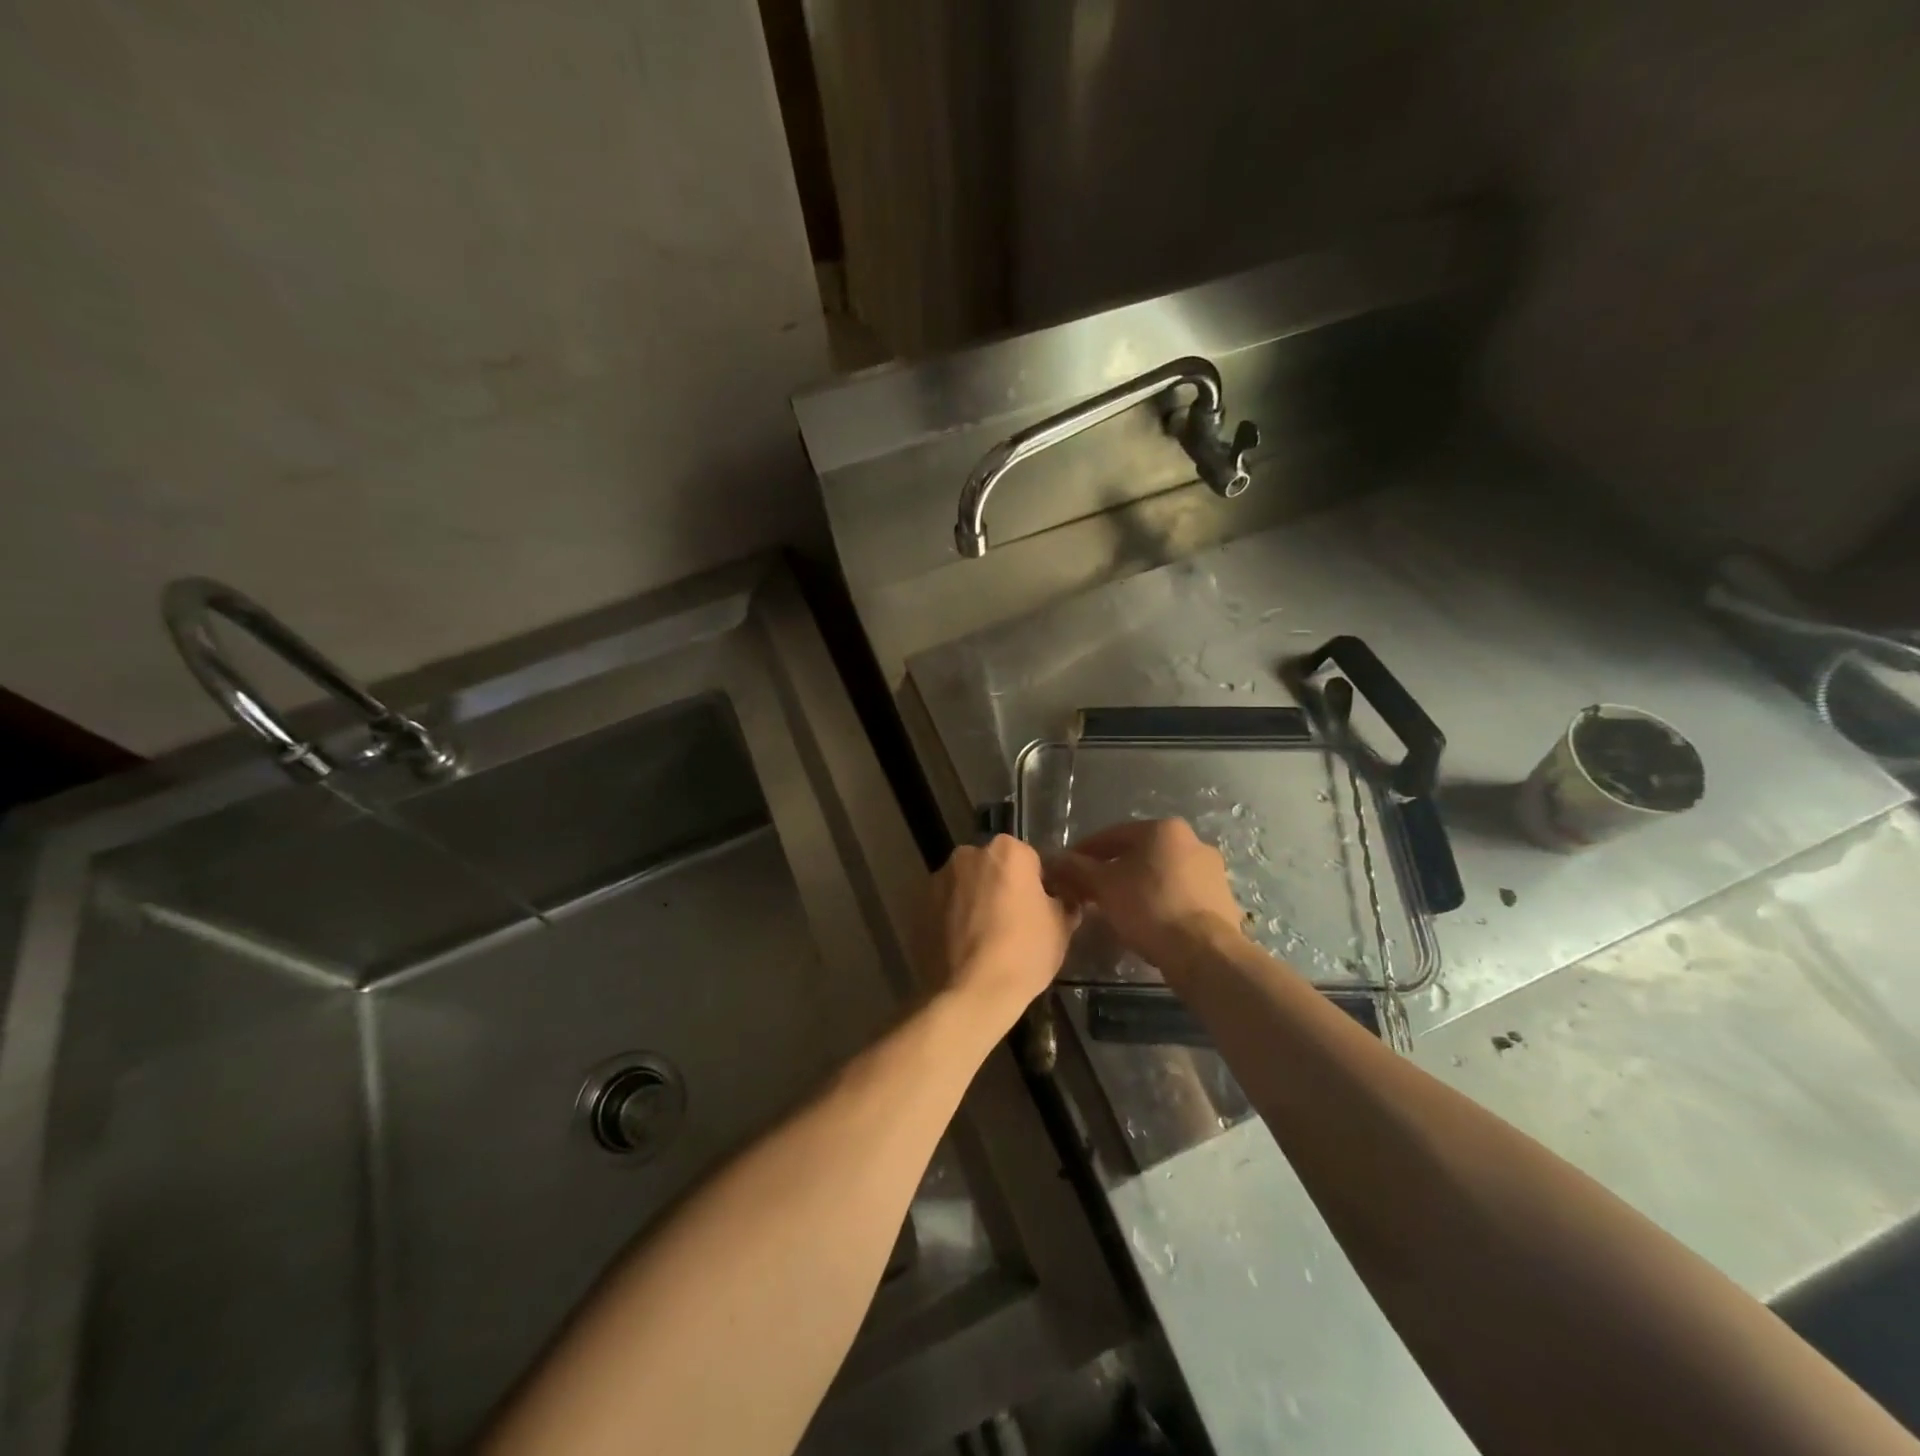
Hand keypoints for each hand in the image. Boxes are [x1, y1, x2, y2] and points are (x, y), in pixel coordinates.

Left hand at [923, 835, 1078, 1030]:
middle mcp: (968, 854)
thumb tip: (1065, 900)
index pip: (1029, 860)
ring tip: (985, 939)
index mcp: (1006, 851)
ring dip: (975, 901)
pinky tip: (963, 947)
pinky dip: (952, 918)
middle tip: (1013, 923)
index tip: (1039, 910)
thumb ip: (1064, 903)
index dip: (1037, 885)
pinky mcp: (917, 905)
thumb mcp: (1060, 928)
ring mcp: (939, 879)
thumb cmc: (1023, 953)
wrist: (970, 993)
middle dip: (1001, 887)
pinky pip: (945, 907)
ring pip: (966, 885)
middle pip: (993, 867)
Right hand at [1047, 818, 1245, 973]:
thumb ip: (1077, 868)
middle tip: (1088, 891)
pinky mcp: (1222, 899)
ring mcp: (1211, 870)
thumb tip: (1054, 859)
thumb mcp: (1103, 886)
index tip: (1066, 869)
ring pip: (1160, 874)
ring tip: (1114, 909)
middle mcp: (1192, 840)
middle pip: (1138, 853)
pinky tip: (1145, 922)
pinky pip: (1179, 895)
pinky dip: (1159, 902)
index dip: (1083, 852)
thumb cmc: (1148, 907)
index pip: (1111, 835)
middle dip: (1111, 870)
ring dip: (1136, 886)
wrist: (1204, 952)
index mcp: (1163, 829)